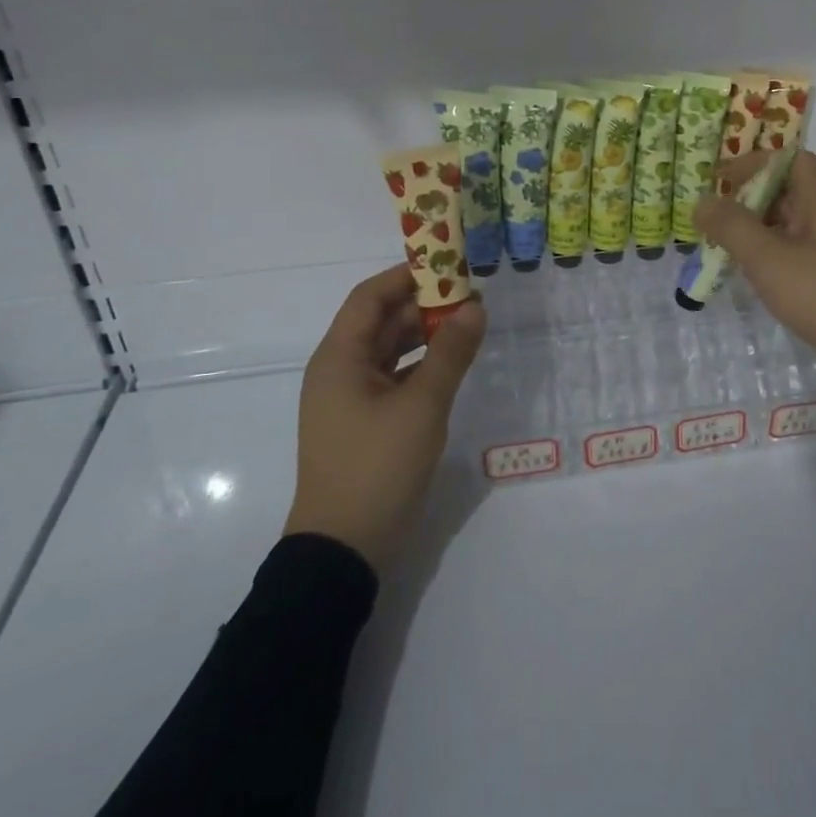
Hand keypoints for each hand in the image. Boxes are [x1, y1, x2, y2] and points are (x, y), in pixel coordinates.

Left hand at [284, 264, 485, 570]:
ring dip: (426, 335)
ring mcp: (350, 399)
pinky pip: (394, 378)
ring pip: (390, 350)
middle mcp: (340, 370)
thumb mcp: (422, 406)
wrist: (344, 551)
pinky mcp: (364, 423)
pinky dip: (422, 365)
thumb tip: (475, 307)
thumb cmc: (377, 467)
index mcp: (340, 357)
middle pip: (382, 321)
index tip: (449, 266)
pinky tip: (453, 365)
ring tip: (469, 325)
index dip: (407, 276)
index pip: (370, 297)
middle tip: (471, 297)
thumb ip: (451, 353)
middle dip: (424, 305)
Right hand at [695, 151, 815, 383]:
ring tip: (734, 253)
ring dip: (765, 230)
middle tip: (718, 223)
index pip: (787, 158)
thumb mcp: (771, 261)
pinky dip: (784, 251)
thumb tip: (703, 202)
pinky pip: (811, 245)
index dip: (751, 164)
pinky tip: (768, 278)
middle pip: (791, 189)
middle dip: (751, 201)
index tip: (718, 181)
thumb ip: (733, 228)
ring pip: (800, 220)